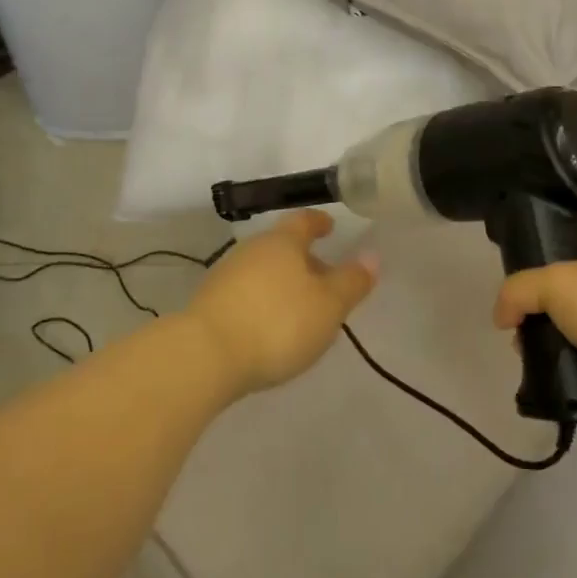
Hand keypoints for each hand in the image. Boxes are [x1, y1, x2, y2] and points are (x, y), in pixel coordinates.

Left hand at [182, 211, 378, 396]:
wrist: (205, 356)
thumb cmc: (278, 323)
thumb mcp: (329, 306)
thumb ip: (352, 282)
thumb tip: (371, 256)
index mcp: (283, 242)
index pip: (303, 221)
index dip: (319, 222)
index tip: (330, 225)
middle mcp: (251, 250)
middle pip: (282, 247)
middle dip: (304, 258)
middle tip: (324, 277)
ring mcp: (225, 276)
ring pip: (262, 270)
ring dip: (282, 282)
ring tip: (300, 306)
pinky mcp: (208, 304)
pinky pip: (245, 293)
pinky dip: (262, 301)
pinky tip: (270, 325)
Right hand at [492, 230, 576, 425]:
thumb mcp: (553, 282)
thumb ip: (517, 291)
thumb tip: (502, 317)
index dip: (548, 252)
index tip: (521, 274)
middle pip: (572, 288)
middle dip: (541, 306)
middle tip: (517, 323)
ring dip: (551, 338)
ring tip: (527, 352)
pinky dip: (567, 365)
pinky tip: (547, 371)